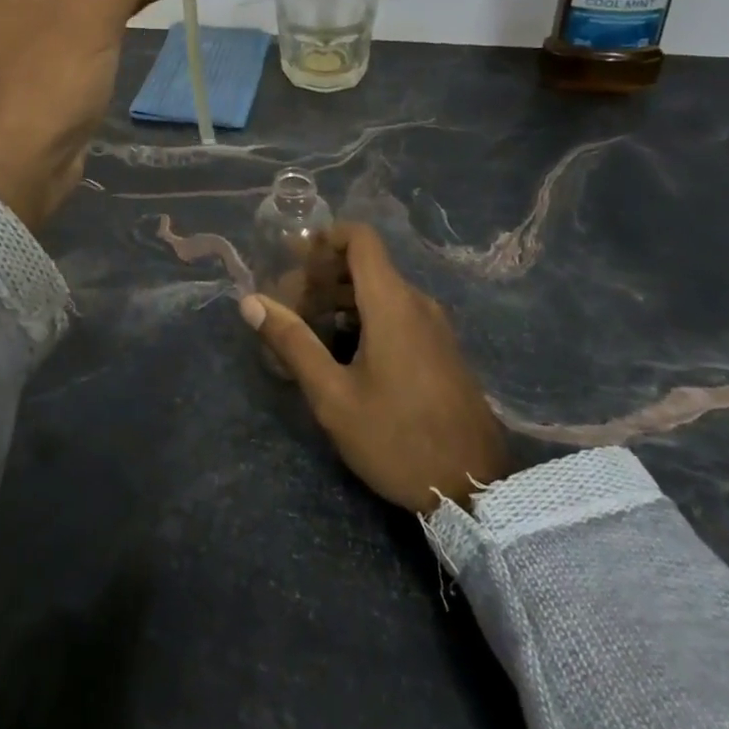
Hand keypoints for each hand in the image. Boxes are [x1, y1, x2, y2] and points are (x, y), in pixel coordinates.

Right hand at [242, 224, 511, 513]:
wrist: (476, 490)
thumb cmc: (397, 438)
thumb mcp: (333, 396)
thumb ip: (292, 342)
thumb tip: (251, 301)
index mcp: (391, 302)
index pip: (360, 238)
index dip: (324, 238)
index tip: (292, 261)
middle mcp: (416, 303)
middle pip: (364, 265)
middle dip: (321, 276)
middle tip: (287, 307)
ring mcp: (433, 327)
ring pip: (379, 291)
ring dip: (339, 300)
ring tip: (307, 332)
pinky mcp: (441, 350)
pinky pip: (396, 313)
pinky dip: (363, 317)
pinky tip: (342, 353)